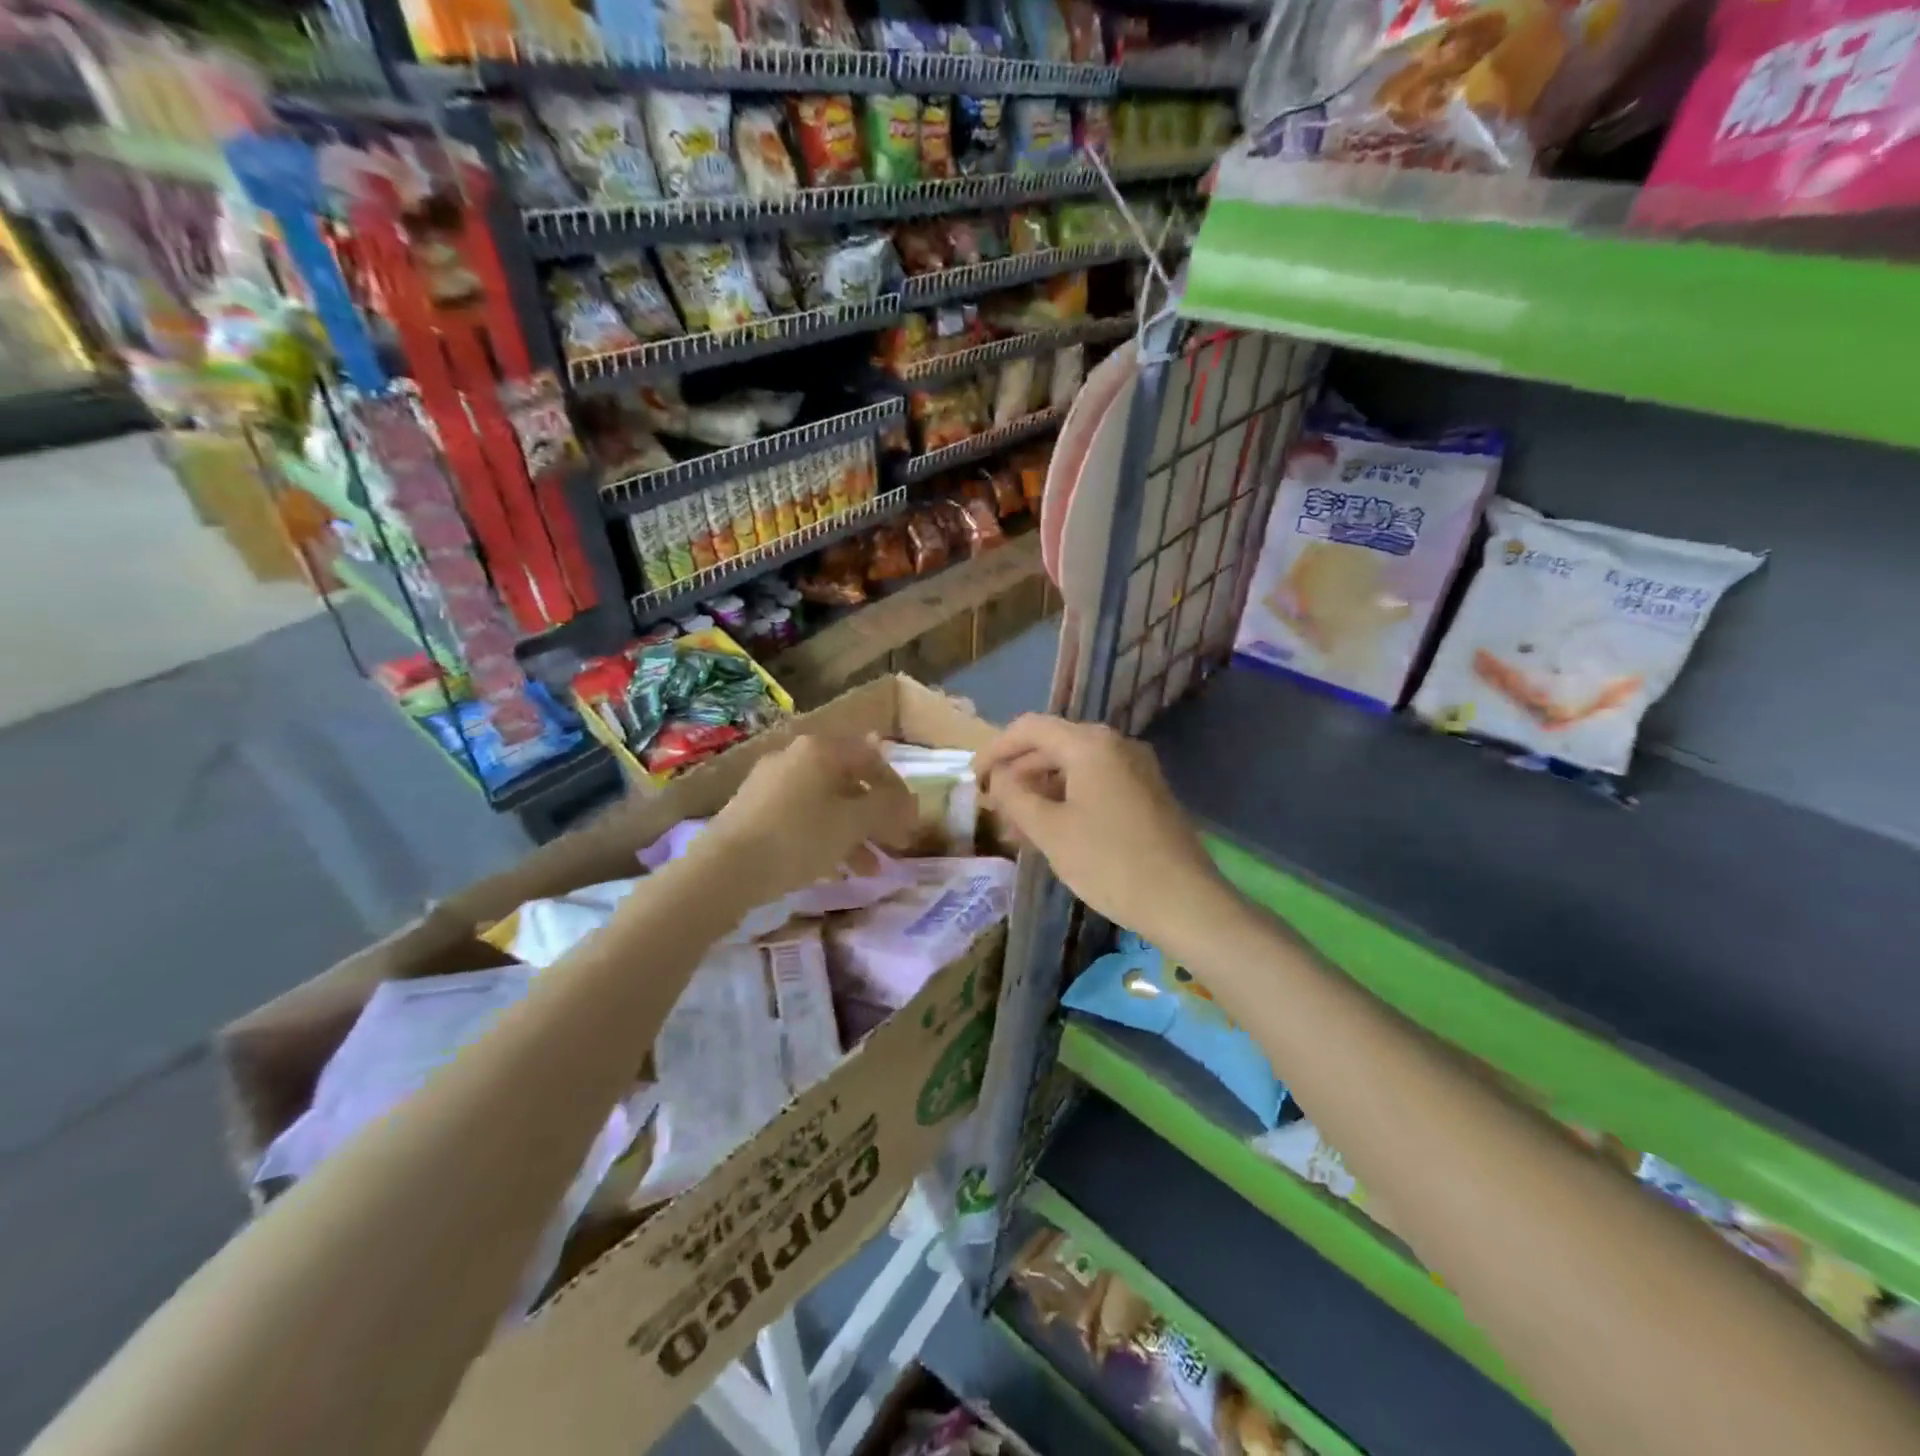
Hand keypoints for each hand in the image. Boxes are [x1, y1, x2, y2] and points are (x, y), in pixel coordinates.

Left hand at [697, 734, 917, 903]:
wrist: (724, 869)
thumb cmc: (798, 837)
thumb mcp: (852, 822)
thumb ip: (886, 806)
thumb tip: (908, 801)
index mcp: (820, 749)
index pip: (872, 758)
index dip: (896, 789)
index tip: (910, 820)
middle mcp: (794, 757)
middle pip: (849, 782)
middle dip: (876, 816)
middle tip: (894, 844)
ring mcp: (770, 783)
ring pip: (826, 803)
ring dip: (854, 833)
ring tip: (870, 870)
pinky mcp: (753, 810)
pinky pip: (802, 817)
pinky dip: (825, 837)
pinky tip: (834, 868)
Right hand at [976, 715, 1230, 948]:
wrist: (1184, 901)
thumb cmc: (1109, 862)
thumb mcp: (1050, 831)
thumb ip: (1015, 796)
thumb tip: (999, 777)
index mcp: (1090, 744)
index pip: (1029, 728)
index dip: (995, 749)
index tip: (973, 779)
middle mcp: (1116, 744)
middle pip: (1053, 745)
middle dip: (1018, 774)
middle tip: (993, 807)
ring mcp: (1136, 768)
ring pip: (1075, 768)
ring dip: (1042, 791)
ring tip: (1017, 828)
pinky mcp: (1147, 793)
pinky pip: (1096, 784)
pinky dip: (1068, 800)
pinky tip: (1052, 832)